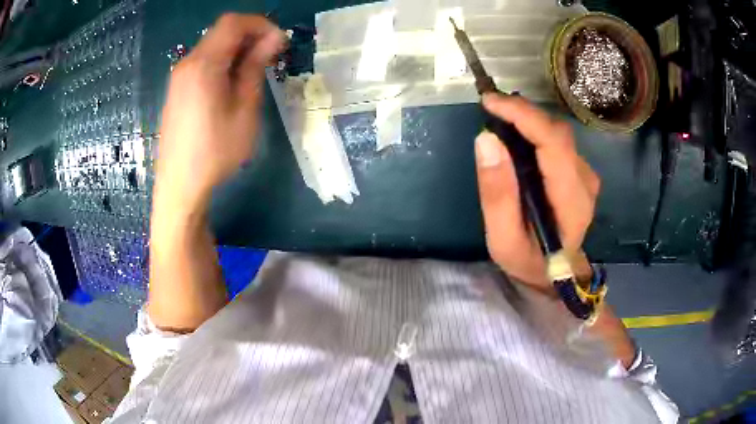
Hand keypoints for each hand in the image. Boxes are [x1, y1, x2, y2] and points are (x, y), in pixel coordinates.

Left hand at [155, 14, 284, 214]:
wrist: (179, 186)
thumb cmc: (215, 152)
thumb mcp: (244, 109)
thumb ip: (255, 68)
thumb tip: (273, 39)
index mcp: (204, 64)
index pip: (233, 23)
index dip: (261, 24)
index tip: (279, 43)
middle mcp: (187, 63)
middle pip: (222, 31)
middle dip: (251, 36)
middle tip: (271, 57)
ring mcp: (179, 76)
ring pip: (213, 46)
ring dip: (238, 50)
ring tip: (255, 72)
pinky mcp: (178, 89)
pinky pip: (203, 62)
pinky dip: (223, 62)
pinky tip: (232, 84)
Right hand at [475, 93, 599, 288]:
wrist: (555, 273)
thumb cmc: (529, 261)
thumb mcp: (503, 239)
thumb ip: (497, 193)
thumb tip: (486, 139)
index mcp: (572, 201)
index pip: (554, 143)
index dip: (523, 115)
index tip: (490, 102)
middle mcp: (585, 181)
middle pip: (557, 132)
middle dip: (522, 113)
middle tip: (489, 108)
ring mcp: (586, 175)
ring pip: (558, 133)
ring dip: (527, 120)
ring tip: (498, 119)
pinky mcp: (580, 171)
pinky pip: (557, 141)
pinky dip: (534, 130)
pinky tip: (516, 135)